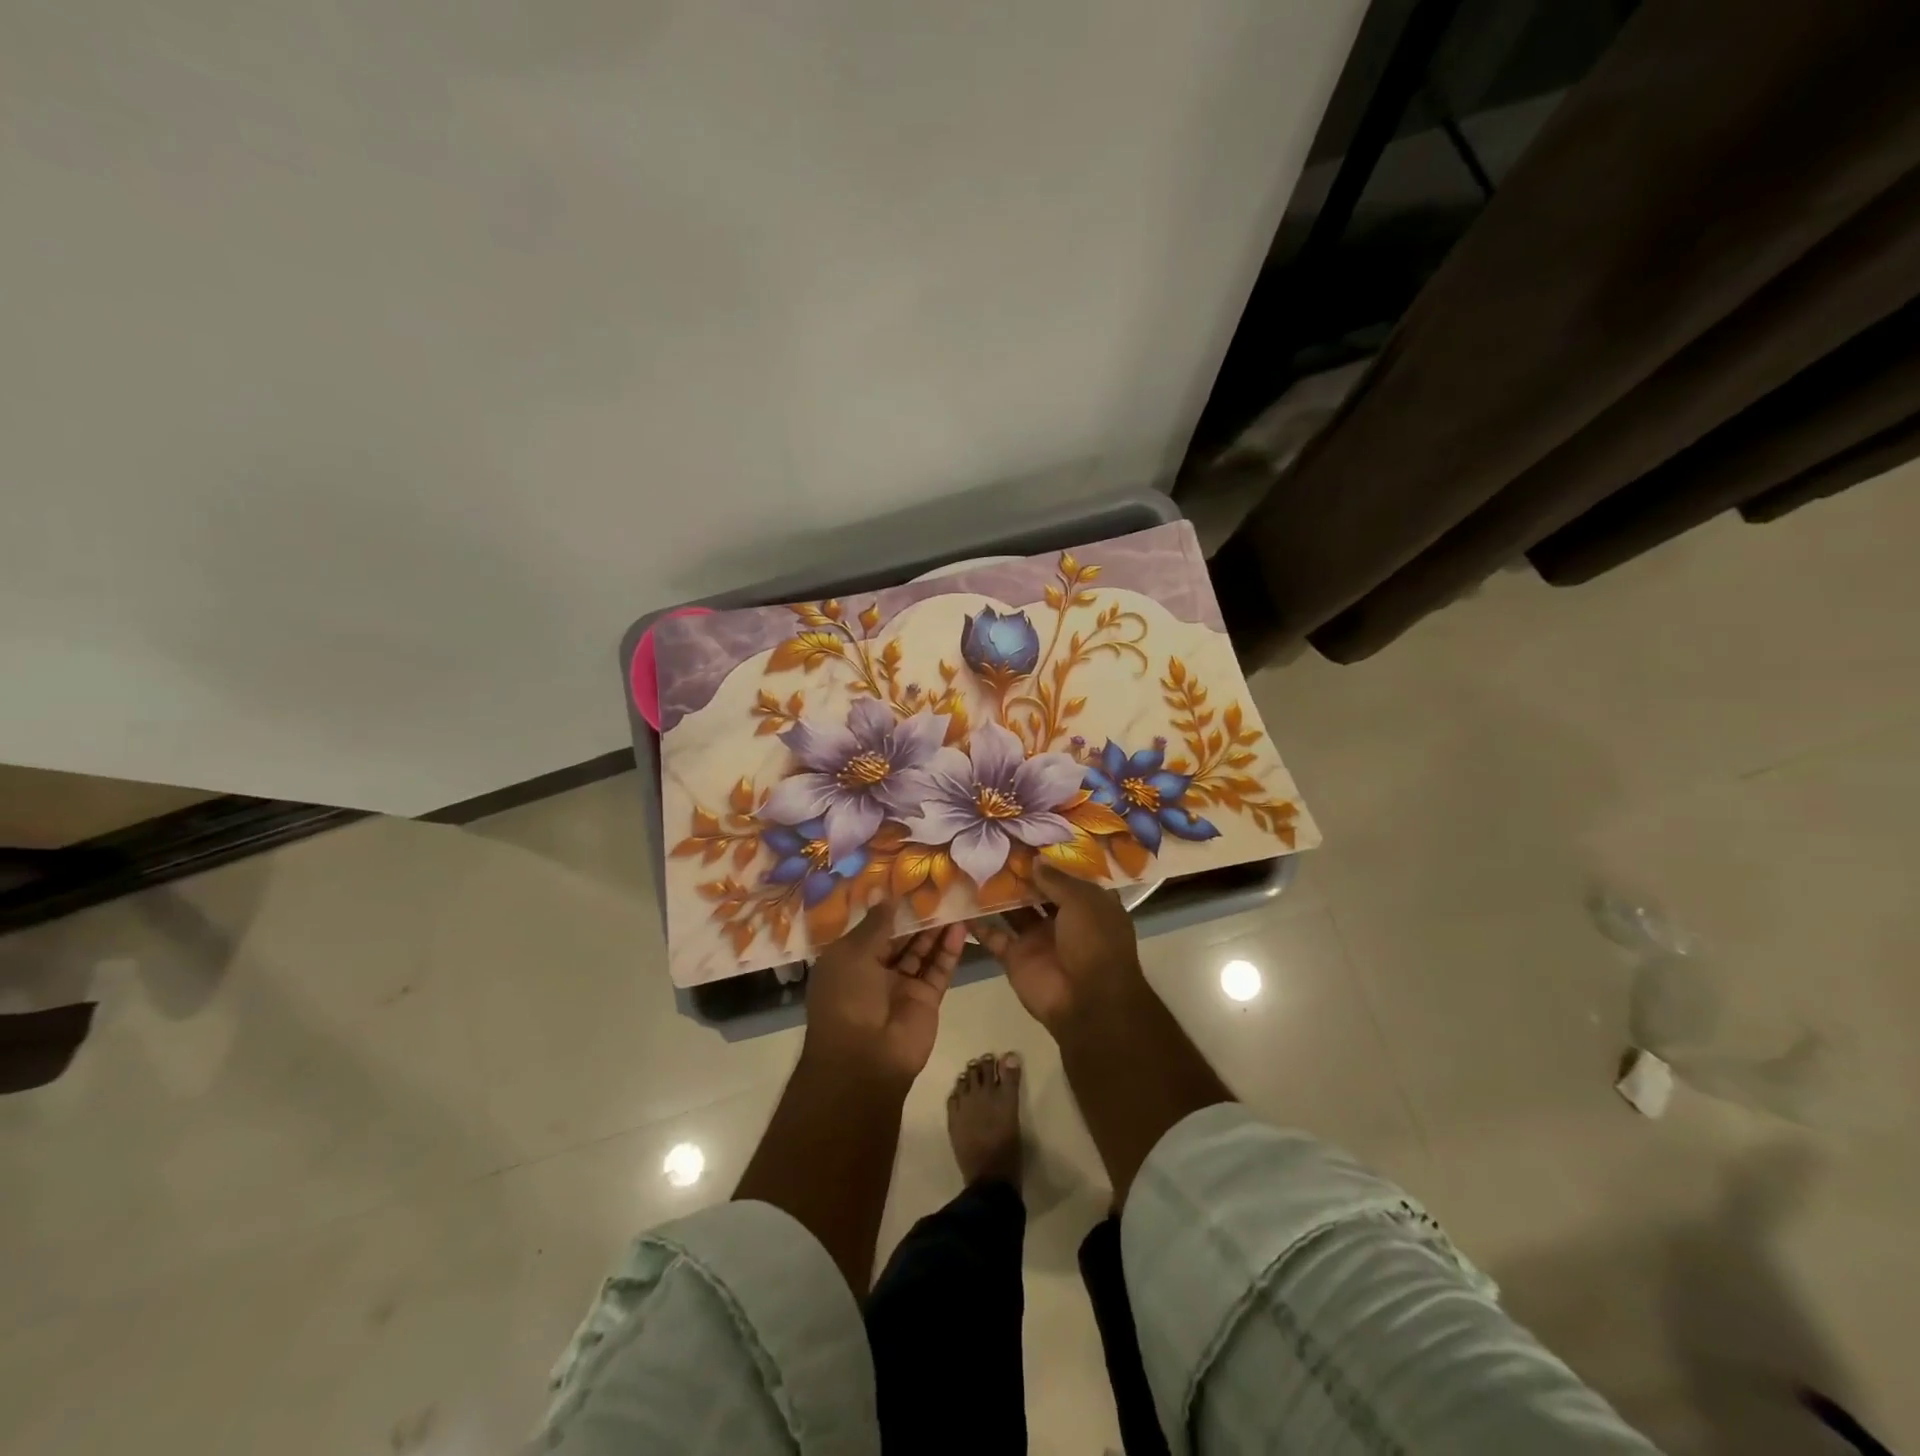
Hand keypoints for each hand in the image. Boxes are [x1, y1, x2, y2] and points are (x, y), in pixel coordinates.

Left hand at [803, 902, 965, 1086]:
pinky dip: (949, 950)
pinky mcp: (926, 999)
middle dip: (916, 916)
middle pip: (900, 938)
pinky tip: (960, 927)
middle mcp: (875, 971)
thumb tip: (886, 895)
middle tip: (938, 887)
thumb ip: (876, 924)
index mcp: (849, 960)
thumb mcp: (852, 953)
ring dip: (935, 929)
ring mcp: (902, 986)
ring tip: (954, 901)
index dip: (889, 908)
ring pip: (921, 951)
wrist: (864, 1059)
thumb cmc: (847, 998)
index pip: (872, 929)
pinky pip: (938, 969)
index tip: (909, 883)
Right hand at [969, 861, 1145, 1036]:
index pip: (1068, 877)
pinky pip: (994, 936)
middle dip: (1020, 873)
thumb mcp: (1082, 902)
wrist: (1086, 1001)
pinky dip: (978, 924)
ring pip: (1014, 911)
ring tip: (973, 865)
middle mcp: (1064, 920)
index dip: (1051, 859)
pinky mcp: (1016, 957)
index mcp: (1089, 905)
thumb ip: (1056, 880)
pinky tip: (959, 902)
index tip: (1027, 835)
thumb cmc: (1094, 942)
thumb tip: (1035, 859)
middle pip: (1038, 892)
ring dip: (997, 894)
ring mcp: (1038, 939)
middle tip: (993, 844)